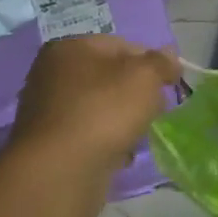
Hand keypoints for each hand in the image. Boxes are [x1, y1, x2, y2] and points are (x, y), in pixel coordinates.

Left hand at [9, 35, 181, 178]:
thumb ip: (161, 62)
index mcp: (69, 48)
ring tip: (137, 135)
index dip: (151, 63)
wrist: (61, 171)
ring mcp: (48, 110)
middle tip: (155, 110)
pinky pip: (90, 134)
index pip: (122, 46)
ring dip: (123, 119)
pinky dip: (106, 141)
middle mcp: (52, 74)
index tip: (168, 85)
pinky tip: (119, 154)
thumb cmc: (104, 111)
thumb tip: (169, 56)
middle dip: (137, 94)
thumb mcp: (145, 77)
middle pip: (110, 77)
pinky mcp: (51, 143)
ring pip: (101, 107)